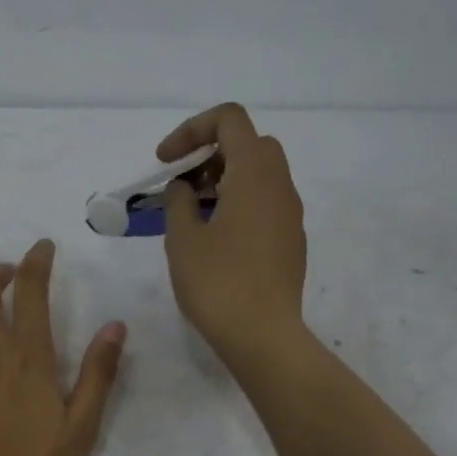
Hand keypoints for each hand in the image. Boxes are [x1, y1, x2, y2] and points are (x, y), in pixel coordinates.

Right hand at [159, 103, 307, 360]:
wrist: (263, 336)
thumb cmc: (218, 283)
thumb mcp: (183, 238)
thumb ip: (178, 201)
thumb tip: (183, 187)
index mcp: (254, 173)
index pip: (229, 119)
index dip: (191, 130)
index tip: (166, 162)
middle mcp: (280, 185)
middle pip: (248, 144)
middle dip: (209, 154)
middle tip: (181, 185)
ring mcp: (290, 214)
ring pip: (259, 175)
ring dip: (223, 181)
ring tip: (191, 215)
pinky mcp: (291, 241)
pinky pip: (264, 204)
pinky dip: (238, 204)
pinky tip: (214, 240)